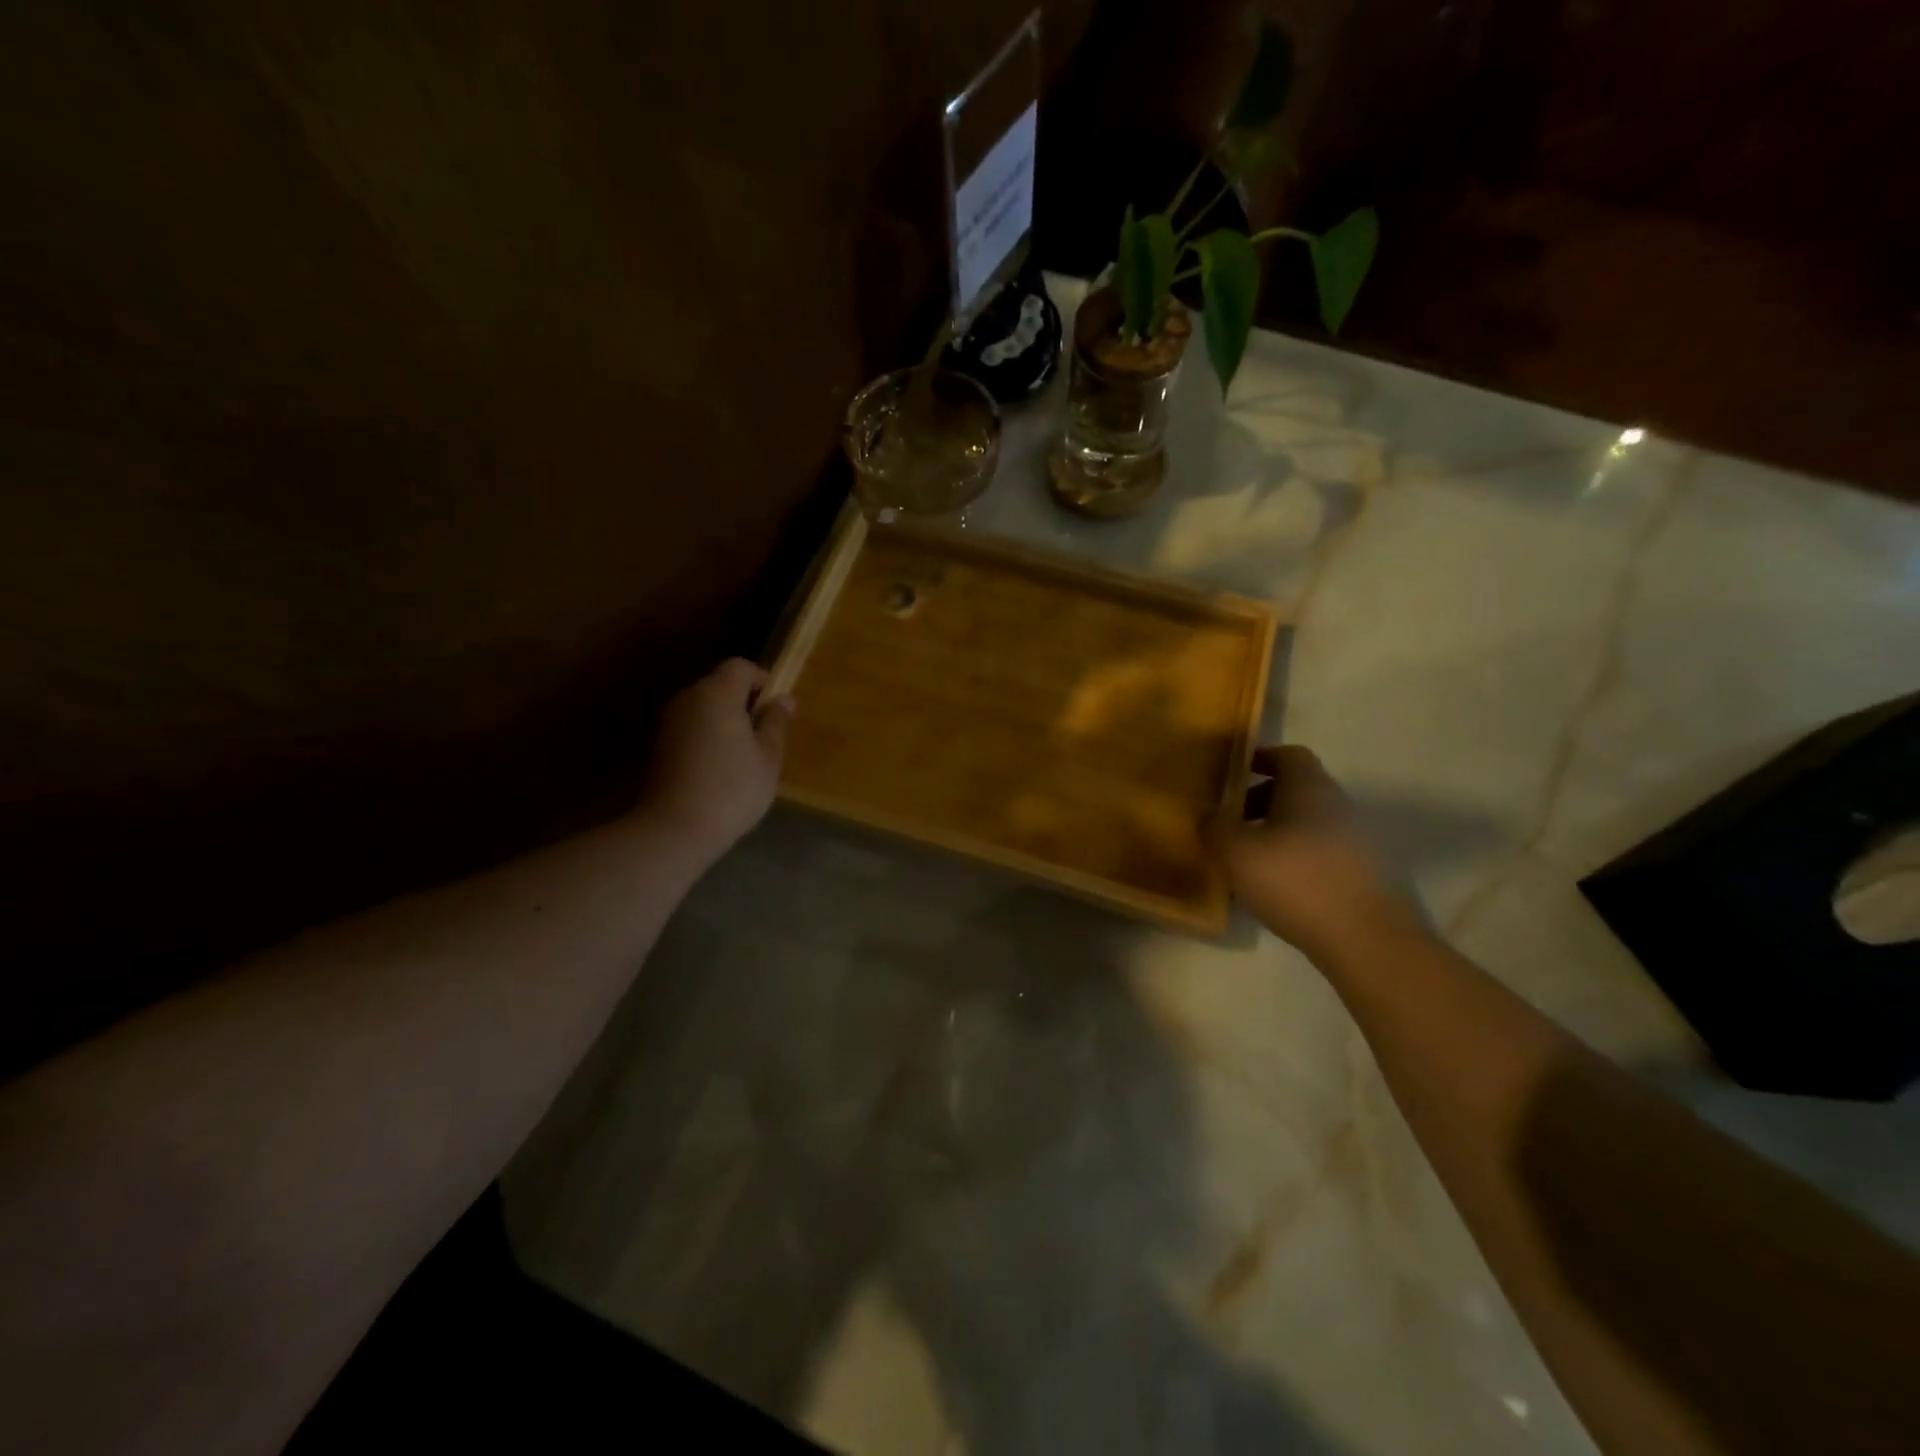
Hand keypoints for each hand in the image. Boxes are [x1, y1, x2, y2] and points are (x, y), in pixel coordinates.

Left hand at [638, 658, 792, 864]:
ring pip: (703, 708)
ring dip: (725, 721)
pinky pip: (691, 729)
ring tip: (744, 756)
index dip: (762, 679)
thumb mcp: (768, 757)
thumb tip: (783, 699)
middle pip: (719, 685)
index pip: (740, 667)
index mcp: (717, 694)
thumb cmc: (733, 788)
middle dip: (744, 702)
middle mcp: (688, 699)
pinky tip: (720, 769)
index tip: (776, 707)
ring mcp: (668, 723)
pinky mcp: (658, 746)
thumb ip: (776, 723)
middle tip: (765, 735)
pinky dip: (708, 737)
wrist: (676, 829)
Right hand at [1228, 745, 1427, 963]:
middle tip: (1228, 820)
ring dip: (1274, 832)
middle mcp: (1337, 805)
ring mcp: (1354, 841)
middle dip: (1259, 800)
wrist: (1366, 940)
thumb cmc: (1296, 881)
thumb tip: (1207, 814)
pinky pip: (1317, 852)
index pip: (1288, 754)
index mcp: (1310, 788)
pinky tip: (1271, 886)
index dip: (1259, 758)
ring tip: (1243, 858)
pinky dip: (1292, 859)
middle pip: (1295, 790)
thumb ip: (1215, 827)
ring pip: (1305, 823)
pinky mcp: (1361, 874)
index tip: (1230, 773)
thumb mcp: (1237, 852)